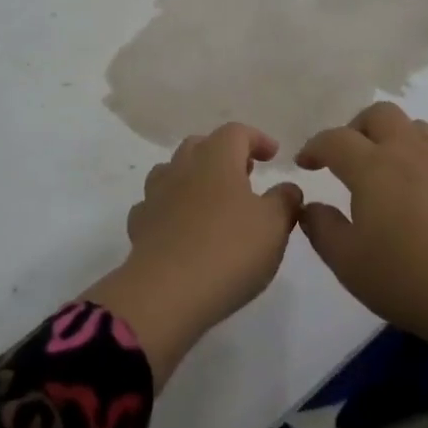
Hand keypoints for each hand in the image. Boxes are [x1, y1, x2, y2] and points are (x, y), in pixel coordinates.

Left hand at [87, 123, 302, 389]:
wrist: (166, 294)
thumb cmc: (229, 250)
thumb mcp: (274, 226)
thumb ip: (285, 200)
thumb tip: (287, 188)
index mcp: (217, 157)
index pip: (237, 132)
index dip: (257, 139)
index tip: (273, 155)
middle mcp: (183, 167)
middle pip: (201, 145)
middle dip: (224, 154)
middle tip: (245, 173)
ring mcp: (156, 195)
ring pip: (173, 171)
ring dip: (193, 178)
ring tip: (212, 199)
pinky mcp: (140, 226)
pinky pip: (156, 205)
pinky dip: (171, 208)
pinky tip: (182, 227)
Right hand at [298, 102, 427, 427]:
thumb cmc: (406, 277)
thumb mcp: (348, 262)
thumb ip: (322, 228)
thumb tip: (310, 206)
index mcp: (372, 166)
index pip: (336, 139)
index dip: (315, 146)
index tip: (304, 163)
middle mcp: (406, 153)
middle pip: (379, 114)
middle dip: (355, 128)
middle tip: (344, 157)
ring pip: (412, 125)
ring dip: (389, 135)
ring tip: (380, 165)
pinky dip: (415, 155)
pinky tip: (412, 188)